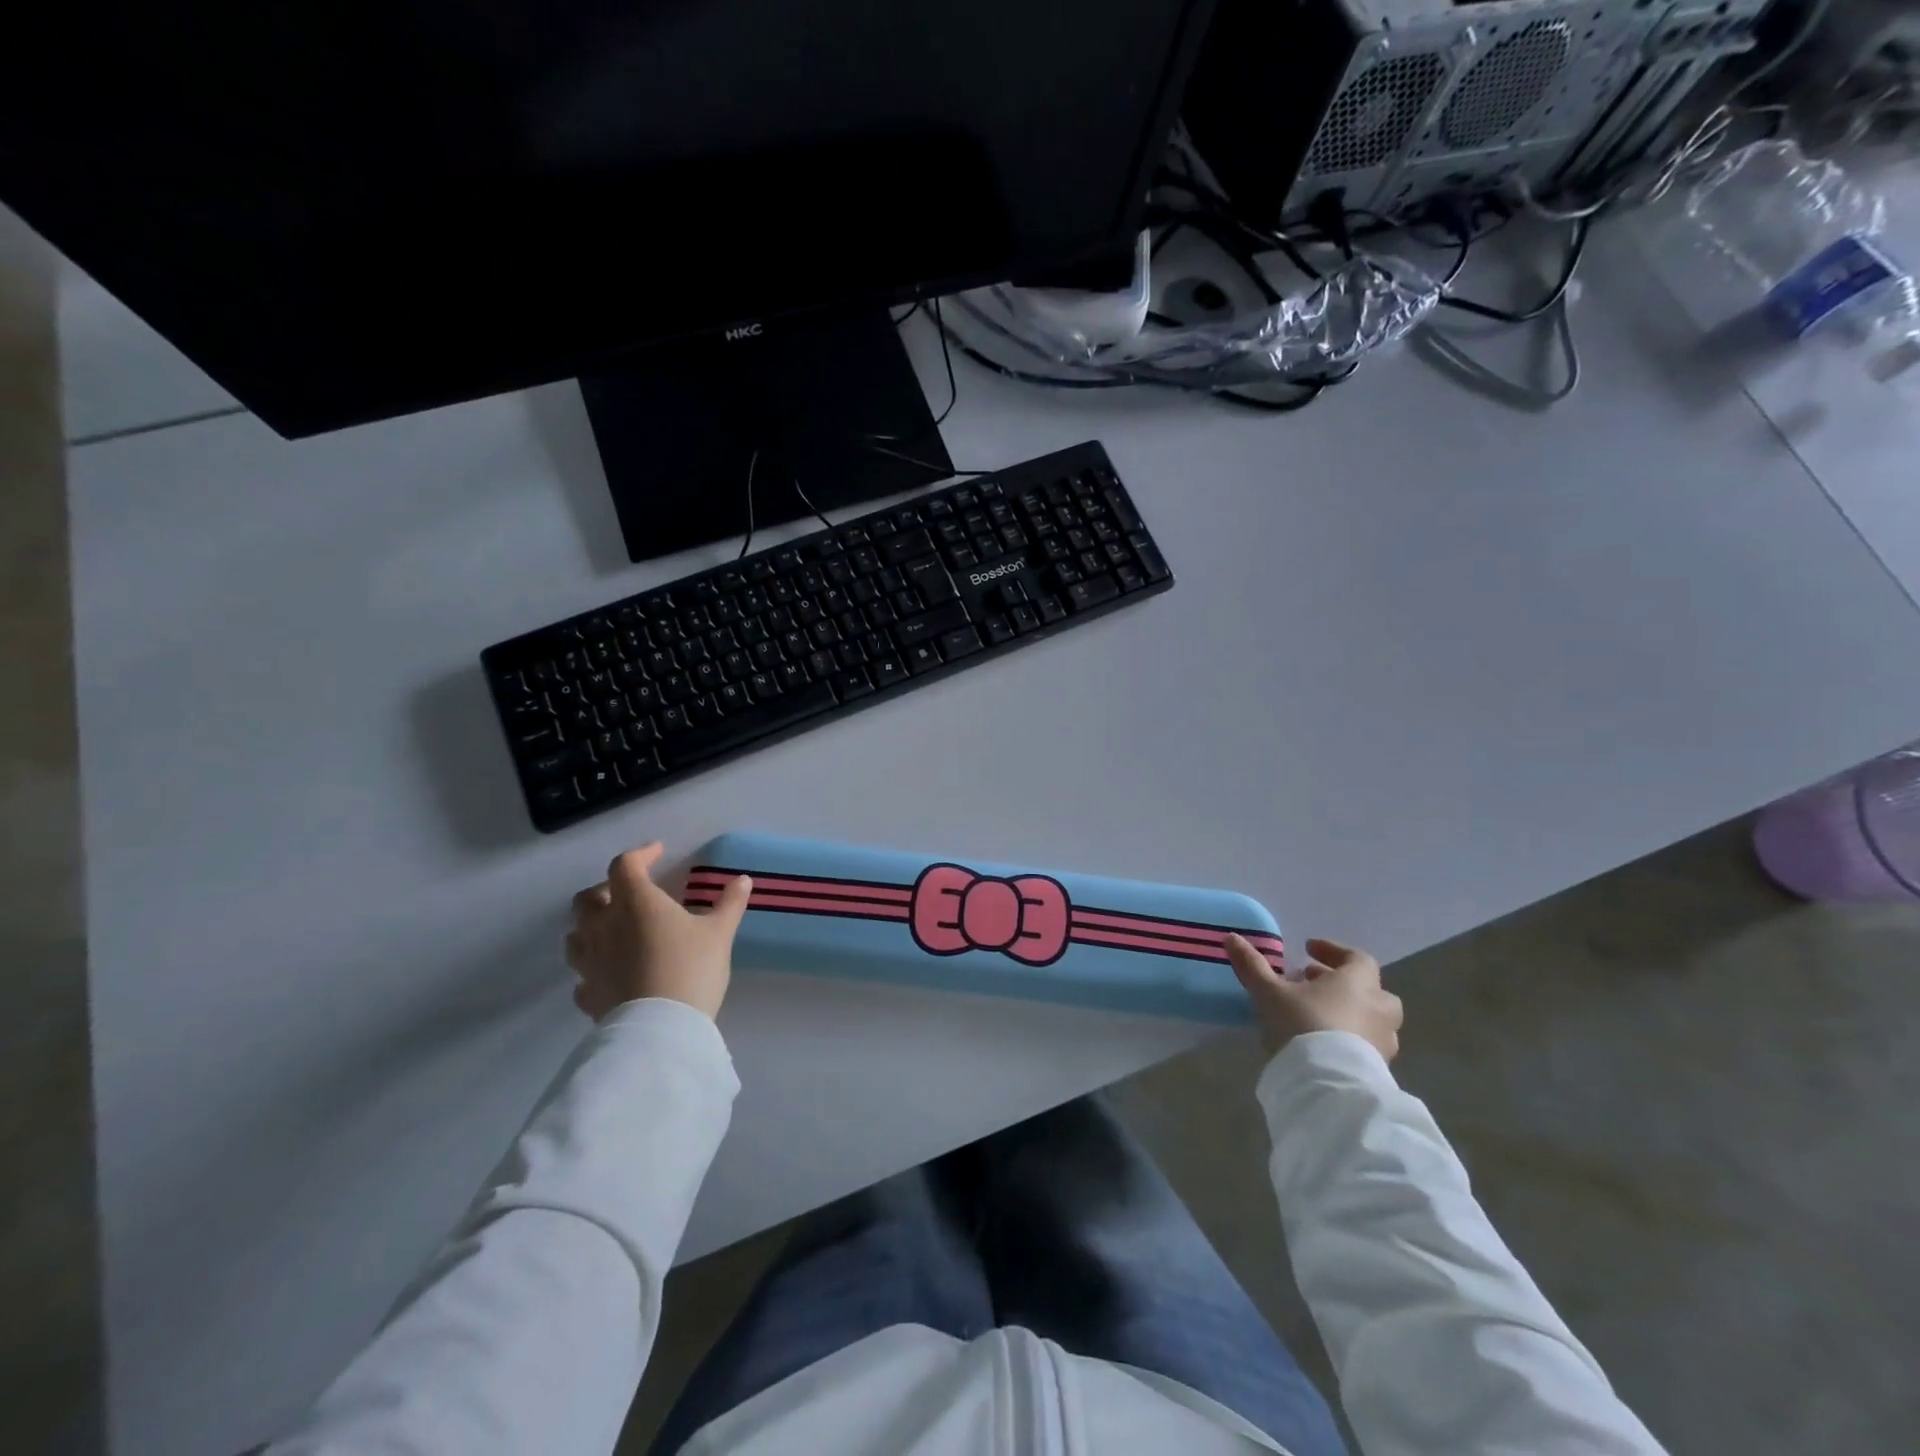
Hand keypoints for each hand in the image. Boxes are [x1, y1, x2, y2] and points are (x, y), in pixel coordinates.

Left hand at [566, 842, 752, 1021]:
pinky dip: (593, 967)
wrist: (660, 1029)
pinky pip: (582, 974)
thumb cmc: (690, 969)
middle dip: (606, 889)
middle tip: (631, 894)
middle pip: (588, 898)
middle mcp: (604, 925)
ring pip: (576, 934)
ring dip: (591, 926)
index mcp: (635, 902)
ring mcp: (590, 961)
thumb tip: (743, 880)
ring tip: (614, 931)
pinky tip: (610, 972)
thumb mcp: (719, 933)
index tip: (658, 852)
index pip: (625, 865)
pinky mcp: (588, 993)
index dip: (641, 854)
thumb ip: (729, 904)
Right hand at [1225, 935, 1401, 1061]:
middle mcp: (1378, 1007)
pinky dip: (1350, 1038)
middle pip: (1369, 988)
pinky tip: (1324, 1045)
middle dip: (1343, 984)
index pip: (1356, 957)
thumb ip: (1253, 964)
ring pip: (1371, 1018)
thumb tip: (1232, 938)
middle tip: (1313, 985)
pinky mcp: (1380, 1069)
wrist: (1329, 1084)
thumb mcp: (1269, 991)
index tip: (1309, 950)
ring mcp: (1384, 1040)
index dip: (1333, 950)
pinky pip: (1367, 1044)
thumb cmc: (1303, 1024)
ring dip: (1348, 1012)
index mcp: (1358, 982)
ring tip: (1317, 1017)